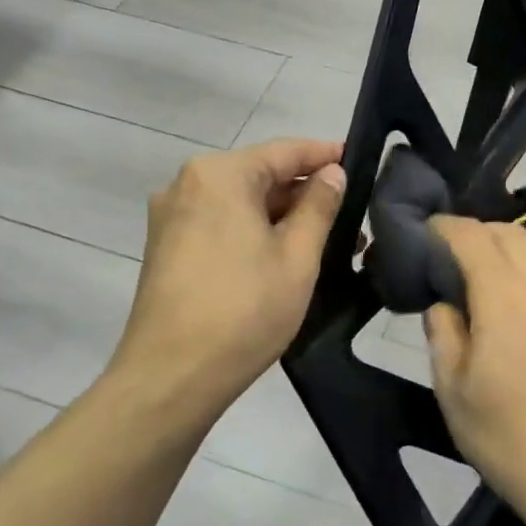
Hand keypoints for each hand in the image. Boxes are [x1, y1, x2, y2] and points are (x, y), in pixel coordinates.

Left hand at [112, 138, 345, 412]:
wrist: (172, 375)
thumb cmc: (245, 309)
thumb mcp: (297, 256)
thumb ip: (319, 206)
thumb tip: (332, 173)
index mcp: (220, 175)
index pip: (284, 151)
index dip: (325, 155)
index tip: (358, 162)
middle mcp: (188, 185)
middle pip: (259, 176)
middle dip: (305, 195)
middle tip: (352, 217)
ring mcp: (172, 218)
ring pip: (241, 204)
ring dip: (283, 218)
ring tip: (328, 244)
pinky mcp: (166, 248)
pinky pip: (221, 225)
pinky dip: (255, 233)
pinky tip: (285, 257)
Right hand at [424, 216, 525, 525]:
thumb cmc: (507, 436)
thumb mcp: (453, 391)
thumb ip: (443, 335)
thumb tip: (443, 303)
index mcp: (503, 298)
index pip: (472, 238)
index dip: (445, 228)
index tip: (425, 233)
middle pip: (508, 233)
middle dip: (475, 232)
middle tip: (448, 257)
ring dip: (509, 244)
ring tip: (486, 271)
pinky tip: (522, 291)